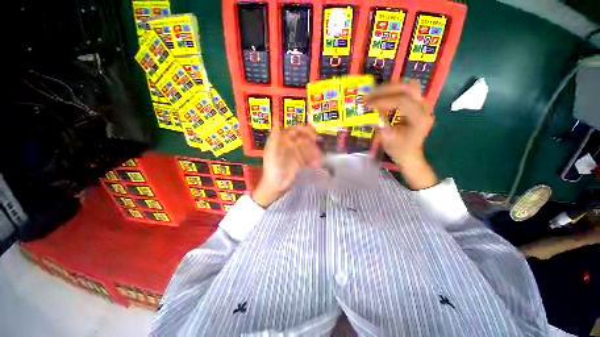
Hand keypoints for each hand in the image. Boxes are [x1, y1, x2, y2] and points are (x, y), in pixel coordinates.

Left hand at [253, 126, 320, 207]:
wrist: (275, 186)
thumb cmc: (272, 168)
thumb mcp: (272, 152)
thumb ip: (275, 137)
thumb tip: (276, 121)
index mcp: (281, 141)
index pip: (293, 131)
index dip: (303, 129)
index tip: (312, 131)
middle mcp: (289, 146)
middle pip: (302, 138)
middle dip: (311, 140)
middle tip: (319, 141)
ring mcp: (295, 154)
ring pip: (307, 148)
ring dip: (313, 151)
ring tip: (319, 156)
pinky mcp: (299, 163)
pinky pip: (308, 158)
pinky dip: (313, 160)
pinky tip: (316, 164)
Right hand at [368, 80, 437, 189]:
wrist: (410, 154)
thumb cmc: (399, 150)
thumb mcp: (388, 140)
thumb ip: (381, 125)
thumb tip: (370, 114)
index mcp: (419, 119)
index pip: (402, 101)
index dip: (383, 100)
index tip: (368, 104)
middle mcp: (424, 108)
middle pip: (408, 87)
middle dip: (387, 89)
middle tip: (371, 94)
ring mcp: (422, 105)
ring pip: (409, 86)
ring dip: (391, 88)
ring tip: (375, 95)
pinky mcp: (417, 105)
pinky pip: (406, 92)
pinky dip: (393, 92)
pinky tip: (382, 99)